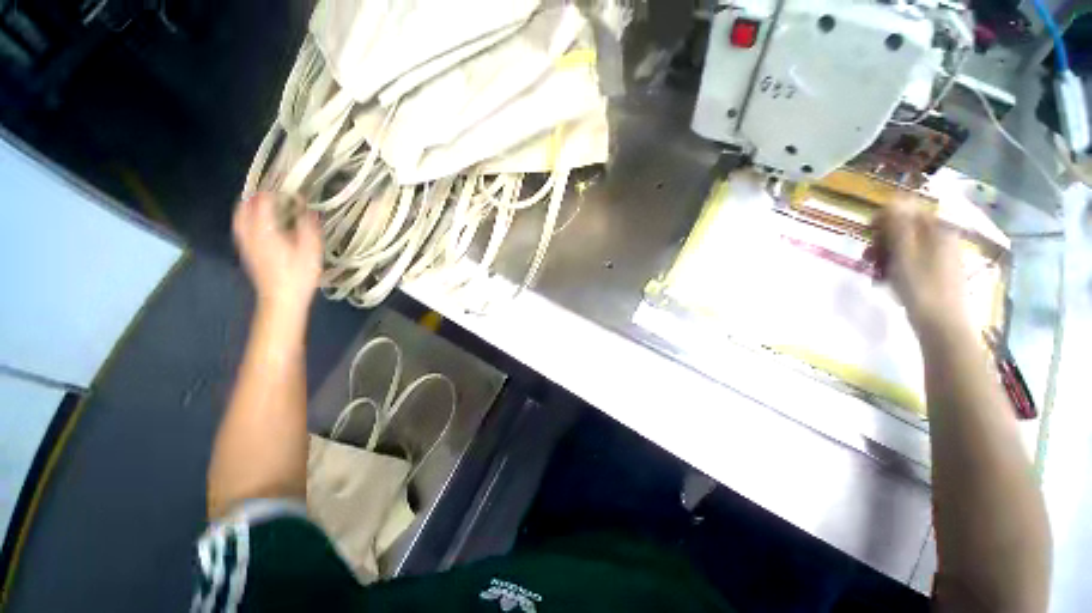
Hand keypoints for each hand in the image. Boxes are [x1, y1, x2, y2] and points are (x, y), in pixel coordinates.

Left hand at [233, 193, 321, 315]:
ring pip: (239, 218)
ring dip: (248, 207)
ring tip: (262, 203)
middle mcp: (251, 233)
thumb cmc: (299, 275)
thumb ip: (309, 228)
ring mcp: (246, 244)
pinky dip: (246, 219)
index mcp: (266, 230)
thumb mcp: (311, 251)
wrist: (281, 300)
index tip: (288, 190)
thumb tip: (309, 210)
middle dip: (255, 197)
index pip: (263, 202)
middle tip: (271, 193)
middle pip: (244, 208)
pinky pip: (241, 228)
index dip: (274, 193)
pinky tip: (258, 223)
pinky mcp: (247, 253)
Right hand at [868, 203, 966, 335]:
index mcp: (937, 231)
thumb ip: (899, 225)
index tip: (867, 233)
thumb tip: (894, 199)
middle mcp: (942, 239)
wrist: (941, 323)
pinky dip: (897, 267)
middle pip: (906, 230)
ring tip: (874, 272)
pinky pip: (912, 262)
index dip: (886, 219)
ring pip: (907, 247)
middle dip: (883, 240)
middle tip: (867, 257)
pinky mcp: (937, 274)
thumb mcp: (905, 252)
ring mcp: (941, 258)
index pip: (908, 212)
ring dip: (886, 255)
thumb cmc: (920, 286)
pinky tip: (887, 281)